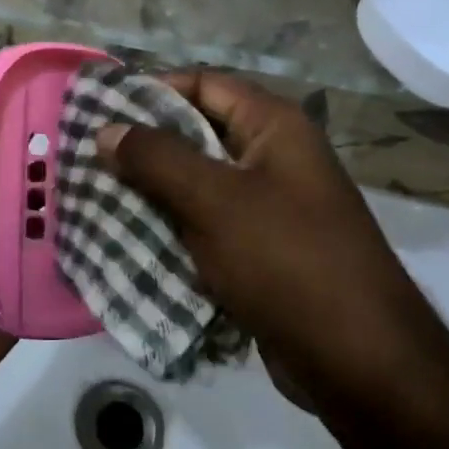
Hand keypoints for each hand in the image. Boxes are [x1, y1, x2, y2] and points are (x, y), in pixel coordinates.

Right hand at [96, 72, 448, 423]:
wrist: (360, 364)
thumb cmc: (287, 261)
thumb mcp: (214, 200)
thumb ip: (155, 158)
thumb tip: (106, 128)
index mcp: (274, 127)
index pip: (202, 84)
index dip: (152, 90)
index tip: (101, 110)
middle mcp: (274, 158)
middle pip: (197, 134)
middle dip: (144, 147)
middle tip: (88, 159)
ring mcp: (270, 206)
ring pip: (197, 184)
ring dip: (152, 192)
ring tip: (97, 198)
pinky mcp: (262, 251)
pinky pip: (207, 226)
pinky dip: (172, 229)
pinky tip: (129, 240)